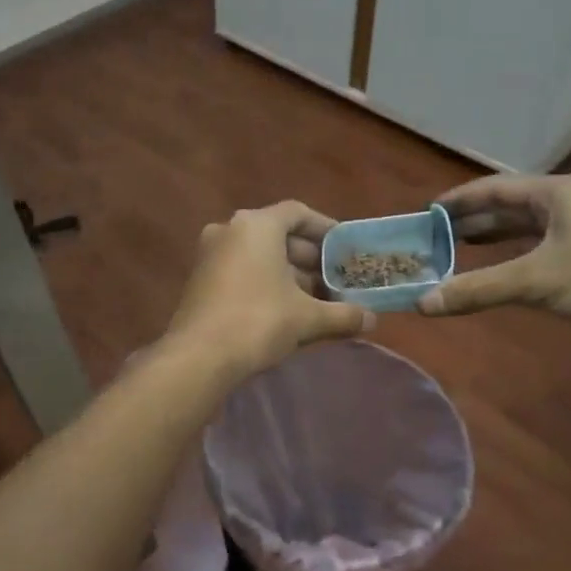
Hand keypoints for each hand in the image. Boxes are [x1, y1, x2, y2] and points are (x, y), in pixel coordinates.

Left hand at [168, 201, 374, 375]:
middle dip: (309, 258)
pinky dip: (265, 283)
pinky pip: (241, 270)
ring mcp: (210, 254)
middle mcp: (229, 230)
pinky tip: (287, 310)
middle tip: (336, 279)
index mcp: (256, 225)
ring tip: (317, 299)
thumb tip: (372, 321)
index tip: (345, 248)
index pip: (298, 213)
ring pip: (259, 255)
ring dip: (289, 274)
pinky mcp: (200, 280)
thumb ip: (342, 315)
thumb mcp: (307, 318)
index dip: (325, 228)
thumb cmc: (258, 322)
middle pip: (278, 235)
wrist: (198, 357)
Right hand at [418, 173, 570, 345]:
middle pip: (512, 204)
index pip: (496, 187)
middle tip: (435, 235)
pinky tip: (502, 267)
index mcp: (561, 191)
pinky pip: (544, 243)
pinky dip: (517, 252)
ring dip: (495, 235)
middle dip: (473, 219)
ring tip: (459, 247)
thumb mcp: (536, 282)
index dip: (459, 199)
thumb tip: (422, 303)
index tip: (427, 211)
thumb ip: (477, 289)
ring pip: (529, 224)